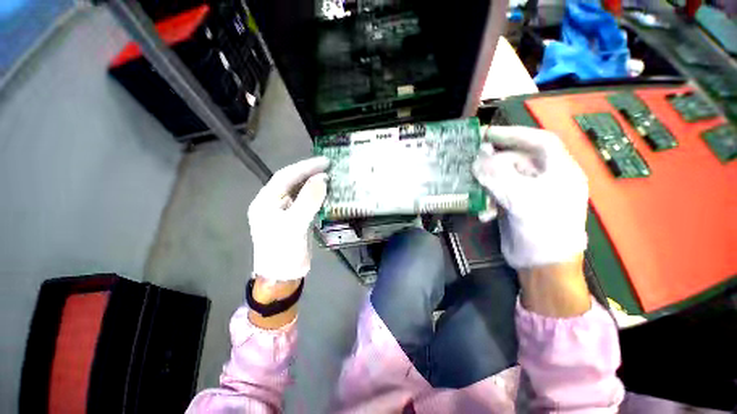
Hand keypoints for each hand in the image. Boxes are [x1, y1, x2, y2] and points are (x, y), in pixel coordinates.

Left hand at [248, 157, 329, 280]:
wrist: (283, 276)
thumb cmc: (284, 251)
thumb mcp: (295, 224)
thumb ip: (308, 200)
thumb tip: (322, 179)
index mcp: (266, 201)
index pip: (286, 176)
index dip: (305, 167)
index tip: (325, 161)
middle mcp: (273, 203)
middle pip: (292, 182)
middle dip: (310, 173)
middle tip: (330, 167)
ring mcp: (284, 211)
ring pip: (299, 191)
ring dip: (314, 183)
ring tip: (330, 177)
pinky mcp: (295, 219)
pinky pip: (306, 202)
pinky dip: (316, 196)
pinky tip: (326, 193)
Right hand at [472, 126, 588, 268]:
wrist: (542, 265)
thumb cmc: (543, 229)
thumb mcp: (522, 199)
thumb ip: (498, 176)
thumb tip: (477, 159)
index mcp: (559, 171)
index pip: (539, 141)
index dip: (514, 133)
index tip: (488, 133)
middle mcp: (544, 178)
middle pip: (516, 160)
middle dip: (494, 162)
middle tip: (472, 163)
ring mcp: (528, 192)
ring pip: (503, 177)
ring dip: (487, 184)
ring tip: (476, 190)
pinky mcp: (514, 205)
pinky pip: (497, 193)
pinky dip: (488, 200)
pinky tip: (484, 213)